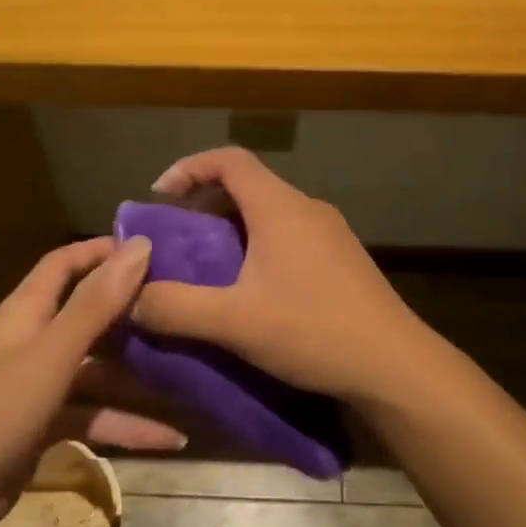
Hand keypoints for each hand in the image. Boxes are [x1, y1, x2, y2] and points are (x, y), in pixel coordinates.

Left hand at [0, 237, 182, 523]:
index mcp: (25, 313)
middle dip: (130, 315)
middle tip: (180, 311)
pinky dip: (127, 425)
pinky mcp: (44, 426)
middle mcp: (32, 342)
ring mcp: (38, 387)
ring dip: (138, 379)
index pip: (62, 265)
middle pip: (86, 317)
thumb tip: (138, 245)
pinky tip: (170, 439)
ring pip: (97, 372)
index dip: (100, 252)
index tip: (150, 251)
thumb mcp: (54, 353)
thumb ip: (96, 303)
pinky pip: (94, 416)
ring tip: (189, 379)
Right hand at [129, 147, 430, 402]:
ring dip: (233, 230)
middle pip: (248, 186)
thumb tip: (130, 299)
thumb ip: (175, 307)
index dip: (189, 167)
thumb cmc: (313, 331)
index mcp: (280, 208)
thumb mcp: (233, 322)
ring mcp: (331, 235)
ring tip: (206, 267)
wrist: (395, 366)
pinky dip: (259, 248)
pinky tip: (251, 291)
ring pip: (270, 214)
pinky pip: (290, 238)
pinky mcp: (343, 261)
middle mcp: (308, 210)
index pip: (230, 160)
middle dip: (206, 204)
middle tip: (177, 239)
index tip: (160, 196)